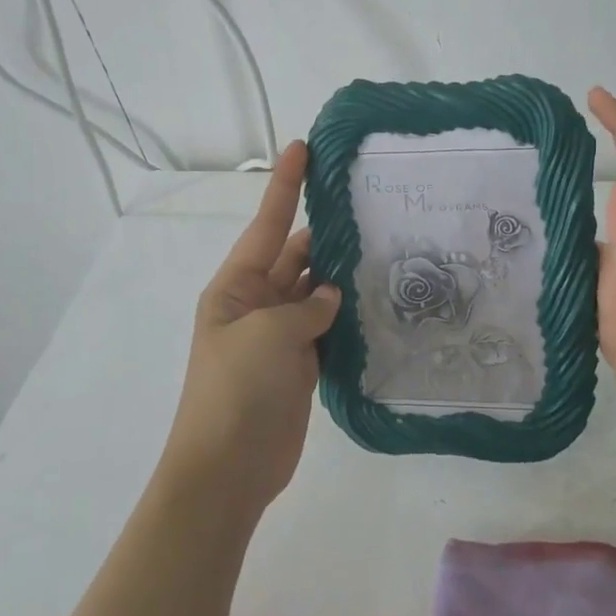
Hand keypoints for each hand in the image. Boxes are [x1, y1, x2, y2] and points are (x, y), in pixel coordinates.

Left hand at [162, 141, 340, 517]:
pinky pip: (326, 328)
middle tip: (370, 206)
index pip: (268, 224)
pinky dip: (346, 315)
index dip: (285, 185)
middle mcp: (256, 303)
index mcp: (235, 287)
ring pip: (315, 292)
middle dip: (325, 232)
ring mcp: (279, 336)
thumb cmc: (238, 391)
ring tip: (386, 248)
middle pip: (295, 255)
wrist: (229, 469)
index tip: (302, 147)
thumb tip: (330, 297)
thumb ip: (307, 307)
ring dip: (341, 275)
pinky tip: (377, 300)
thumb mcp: (270, 335)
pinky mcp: (300, 364)